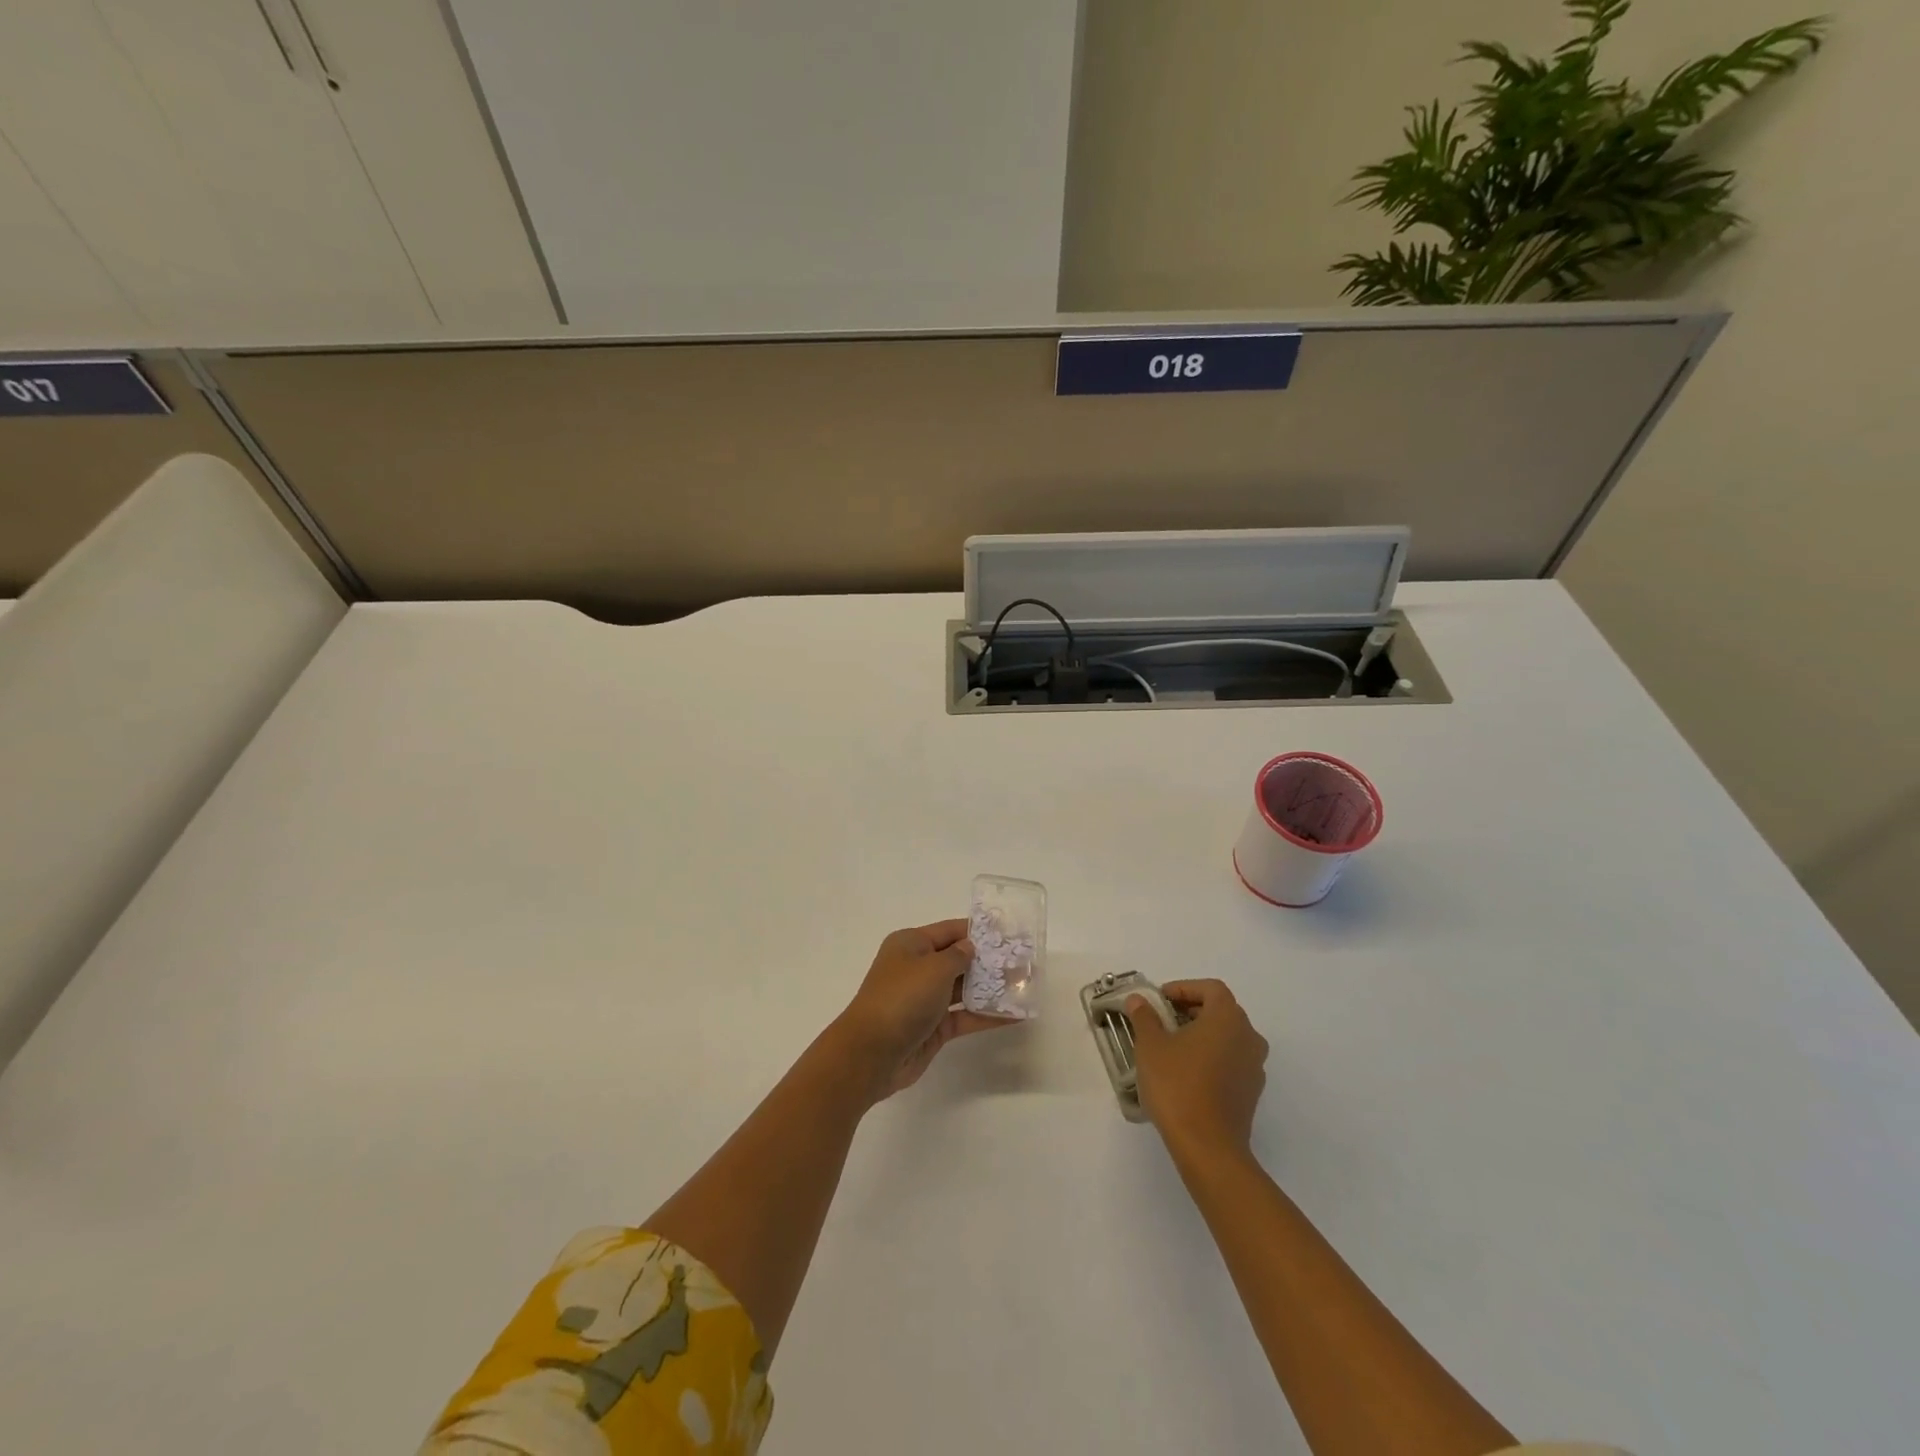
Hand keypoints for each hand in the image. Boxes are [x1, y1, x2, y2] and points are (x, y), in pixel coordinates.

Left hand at [829, 920, 1012, 1099]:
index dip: (978, 932)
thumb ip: (958, 956)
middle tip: (1023, 961)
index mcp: (910, 944)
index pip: (950, 931)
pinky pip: (964, 1016)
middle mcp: (917, 968)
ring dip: (990, 988)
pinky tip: (1013, 1015)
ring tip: (1024, 985)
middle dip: (988, 961)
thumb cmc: (902, 998)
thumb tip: (970, 948)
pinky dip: (986, 1015)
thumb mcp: (934, 968)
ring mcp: (925, 999)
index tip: (1008, 933)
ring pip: (963, 989)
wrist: (872, 1053)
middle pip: (958, 960)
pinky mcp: (933, 1028)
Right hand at [1127, 980, 1268, 1163]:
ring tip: (1173, 1046)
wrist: (1207, 1146)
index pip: (1211, 989)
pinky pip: (1231, 1061)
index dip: (1184, 988)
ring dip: (1203, 1034)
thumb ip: (1144, 1017)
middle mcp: (1248, 1037)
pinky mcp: (1251, 1093)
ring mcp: (1254, 1067)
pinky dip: (1211, 1057)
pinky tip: (1187, 1073)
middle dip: (1192, 1010)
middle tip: (1163, 1019)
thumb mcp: (1150, 1046)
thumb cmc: (1178, 1085)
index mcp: (1227, 1018)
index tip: (1160, 999)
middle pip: (1222, 1011)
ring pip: (1228, 1037)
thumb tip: (1138, 1000)